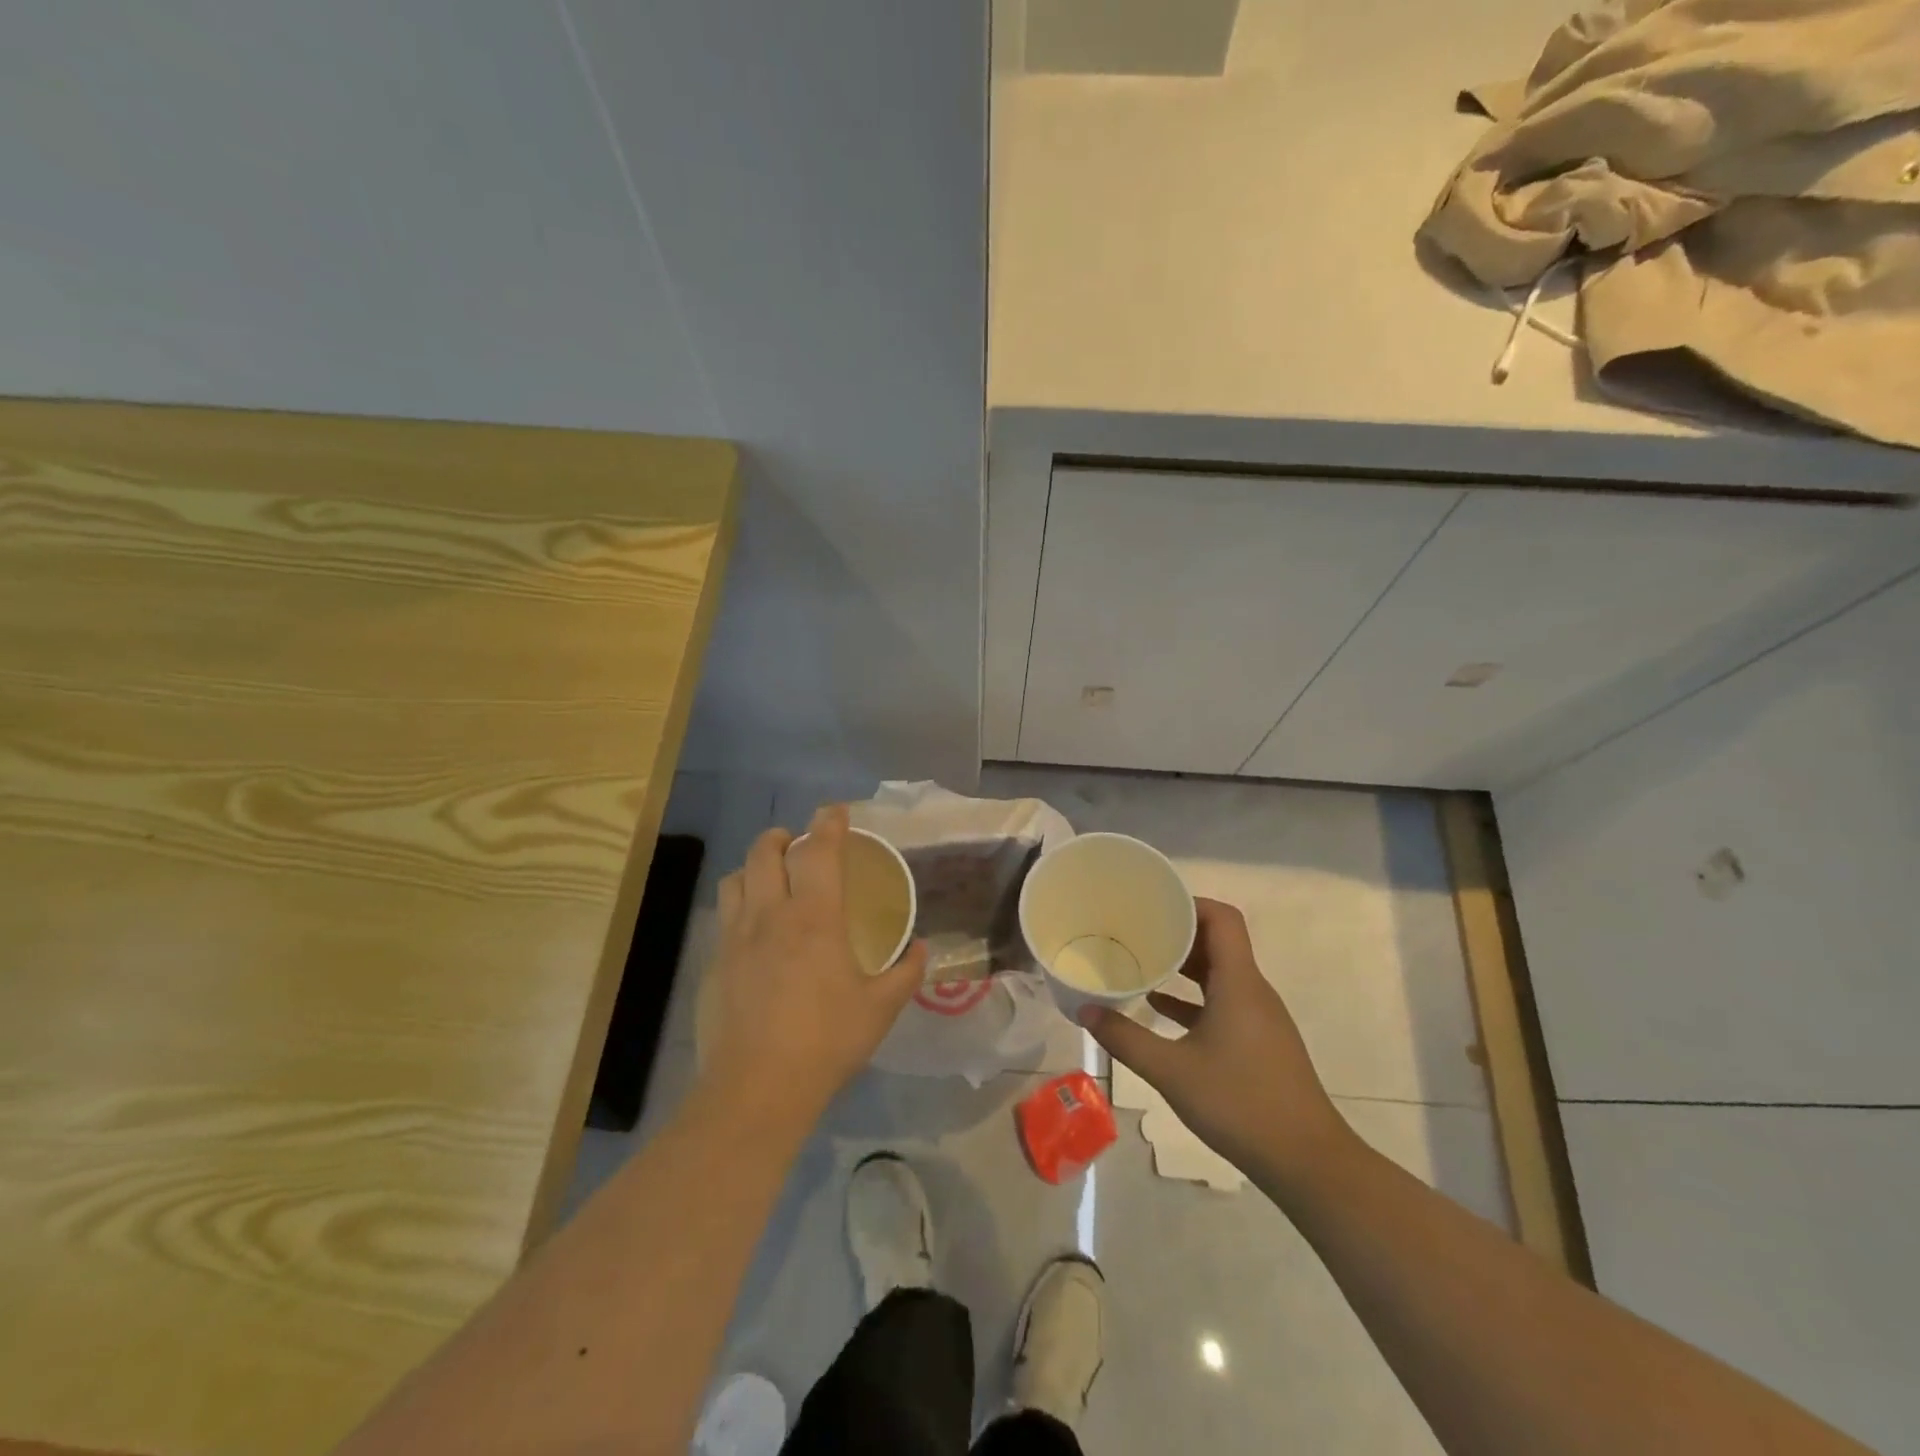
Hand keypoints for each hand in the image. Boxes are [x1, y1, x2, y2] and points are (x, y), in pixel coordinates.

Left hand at [700, 805, 927, 1123]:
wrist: (756, 1088)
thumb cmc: (826, 1041)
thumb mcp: (880, 1008)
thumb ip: (905, 972)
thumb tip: (920, 948)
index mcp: (814, 917)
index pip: (820, 851)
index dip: (829, 824)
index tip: (836, 811)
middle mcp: (770, 914)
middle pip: (766, 851)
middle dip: (783, 837)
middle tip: (799, 844)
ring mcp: (735, 938)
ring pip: (736, 878)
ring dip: (754, 866)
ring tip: (770, 879)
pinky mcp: (713, 963)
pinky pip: (724, 916)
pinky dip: (739, 906)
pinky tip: (752, 931)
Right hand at [1081, 898, 1352, 1185]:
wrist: (1308, 1162)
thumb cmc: (1241, 1104)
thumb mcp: (1172, 1071)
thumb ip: (1125, 1038)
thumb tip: (1085, 1010)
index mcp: (1238, 983)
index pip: (1222, 918)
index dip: (1189, 902)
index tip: (1152, 905)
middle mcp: (1252, 990)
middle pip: (1218, 941)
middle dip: (1177, 931)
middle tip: (1135, 930)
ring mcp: (1259, 1017)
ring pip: (1219, 973)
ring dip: (1184, 965)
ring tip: (1141, 962)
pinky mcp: (1259, 1042)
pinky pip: (1223, 1002)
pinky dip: (1193, 998)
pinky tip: (1159, 1009)